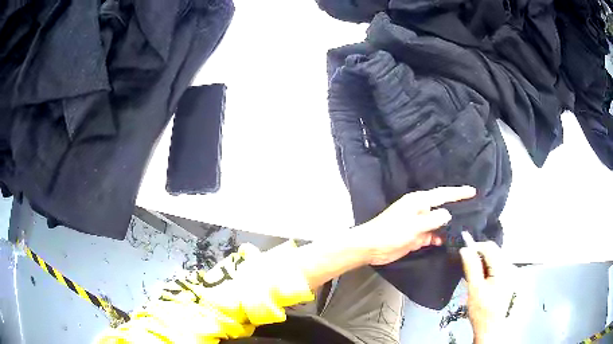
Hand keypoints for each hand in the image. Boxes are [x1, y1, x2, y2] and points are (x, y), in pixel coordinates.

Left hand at [354, 186, 475, 265]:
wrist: (371, 247)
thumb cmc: (391, 233)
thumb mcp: (414, 226)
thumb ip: (432, 220)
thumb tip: (447, 214)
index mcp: (419, 201)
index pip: (443, 194)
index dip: (458, 193)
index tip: (472, 191)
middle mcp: (420, 210)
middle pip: (442, 208)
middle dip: (456, 210)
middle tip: (473, 212)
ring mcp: (418, 224)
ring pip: (438, 223)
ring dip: (448, 227)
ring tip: (464, 230)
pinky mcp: (415, 236)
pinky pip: (431, 235)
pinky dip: (438, 238)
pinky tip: (446, 242)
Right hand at [460, 240, 514, 343]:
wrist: (489, 327)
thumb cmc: (481, 310)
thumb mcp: (474, 289)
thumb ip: (471, 267)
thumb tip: (465, 250)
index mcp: (503, 269)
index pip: (490, 247)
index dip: (476, 247)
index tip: (464, 254)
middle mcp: (510, 267)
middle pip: (494, 251)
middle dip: (480, 255)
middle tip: (468, 267)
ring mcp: (511, 273)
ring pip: (496, 257)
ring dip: (484, 262)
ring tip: (475, 276)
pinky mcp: (510, 278)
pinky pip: (499, 265)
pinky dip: (489, 268)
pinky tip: (483, 280)